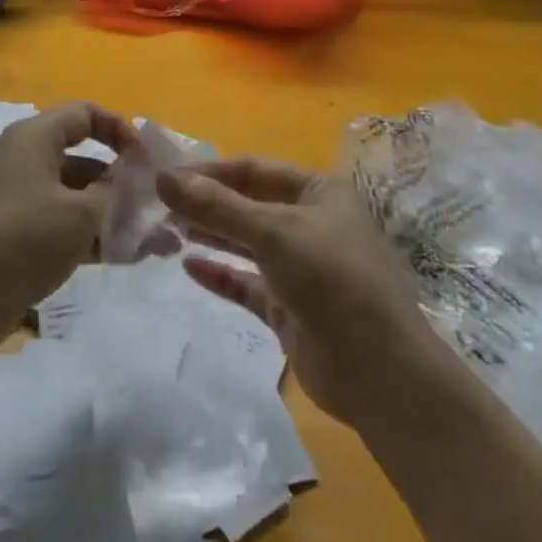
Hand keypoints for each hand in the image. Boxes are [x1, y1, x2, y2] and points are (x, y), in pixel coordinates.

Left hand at [0, 101, 138, 351]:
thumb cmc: (23, 239)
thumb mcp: (79, 213)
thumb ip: (113, 193)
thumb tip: (130, 183)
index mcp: (36, 137)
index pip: (85, 113)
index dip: (119, 129)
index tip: (146, 159)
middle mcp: (28, 159)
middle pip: (84, 157)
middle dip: (123, 180)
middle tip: (157, 204)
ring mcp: (23, 197)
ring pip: (78, 195)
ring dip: (114, 213)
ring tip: (157, 240)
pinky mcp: (21, 233)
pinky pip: (66, 223)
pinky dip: (94, 235)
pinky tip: (130, 256)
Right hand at [158, 158, 428, 425]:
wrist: (380, 372)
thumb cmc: (331, 278)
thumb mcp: (272, 231)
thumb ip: (216, 206)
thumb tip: (163, 177)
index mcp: (318, 191)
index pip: (254, 169)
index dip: (210, 171)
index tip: (168, 176)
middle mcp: (310, 222)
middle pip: (249, 204)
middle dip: (207, 204)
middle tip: (161, 205)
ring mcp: (301, 268)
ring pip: (247, 243)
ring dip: (211, 235)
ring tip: (168, 230)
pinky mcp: (291, 308)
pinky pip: (248, 284)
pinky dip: (221, 274)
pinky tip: (189, 267)